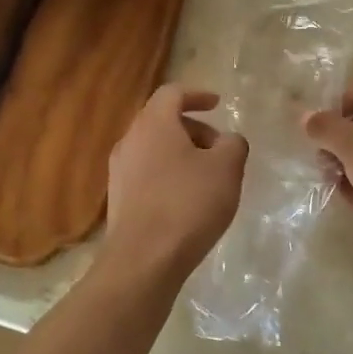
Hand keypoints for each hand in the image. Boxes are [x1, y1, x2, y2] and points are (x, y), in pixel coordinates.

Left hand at [105, 85, 248, 278]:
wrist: (143, 260)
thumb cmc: (188, 204)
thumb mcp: (227, 168)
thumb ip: (233, 144)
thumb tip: (228, 141)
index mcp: (154, 124)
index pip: (172, 93)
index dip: (197, 94)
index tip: (217, 104)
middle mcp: (130, 140)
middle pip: (162, 121)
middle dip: (194, 129)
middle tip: (219, 149)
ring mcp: (119, 171)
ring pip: (154, 149)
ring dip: (181, 154)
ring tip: (208, 178)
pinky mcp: (119, 199)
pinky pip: (147, 173)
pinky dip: (168, 175)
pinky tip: (187, 201)